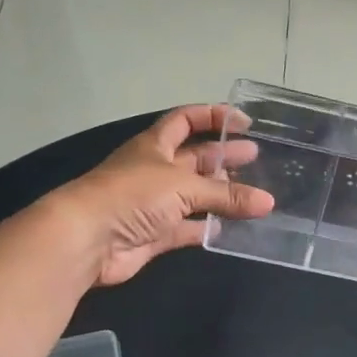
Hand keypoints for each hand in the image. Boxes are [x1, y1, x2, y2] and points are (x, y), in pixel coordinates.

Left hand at [50, 105, 273, 286]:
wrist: (88, 239)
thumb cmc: (132, 195)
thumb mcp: (183, 187)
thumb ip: (226, 195)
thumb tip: (268, 203)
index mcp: (155, 145)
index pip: (186, 120)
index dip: (213, 116)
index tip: (244, 123)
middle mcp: (155, 170)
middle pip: (195, 158)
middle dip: (223, 155)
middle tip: (256, 157)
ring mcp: (154, 204)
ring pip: (194, 195)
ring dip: (220, 194)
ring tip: (254, 194)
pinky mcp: (155, 235)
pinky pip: (188, 228)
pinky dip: (207, 228)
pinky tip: (230, 228)